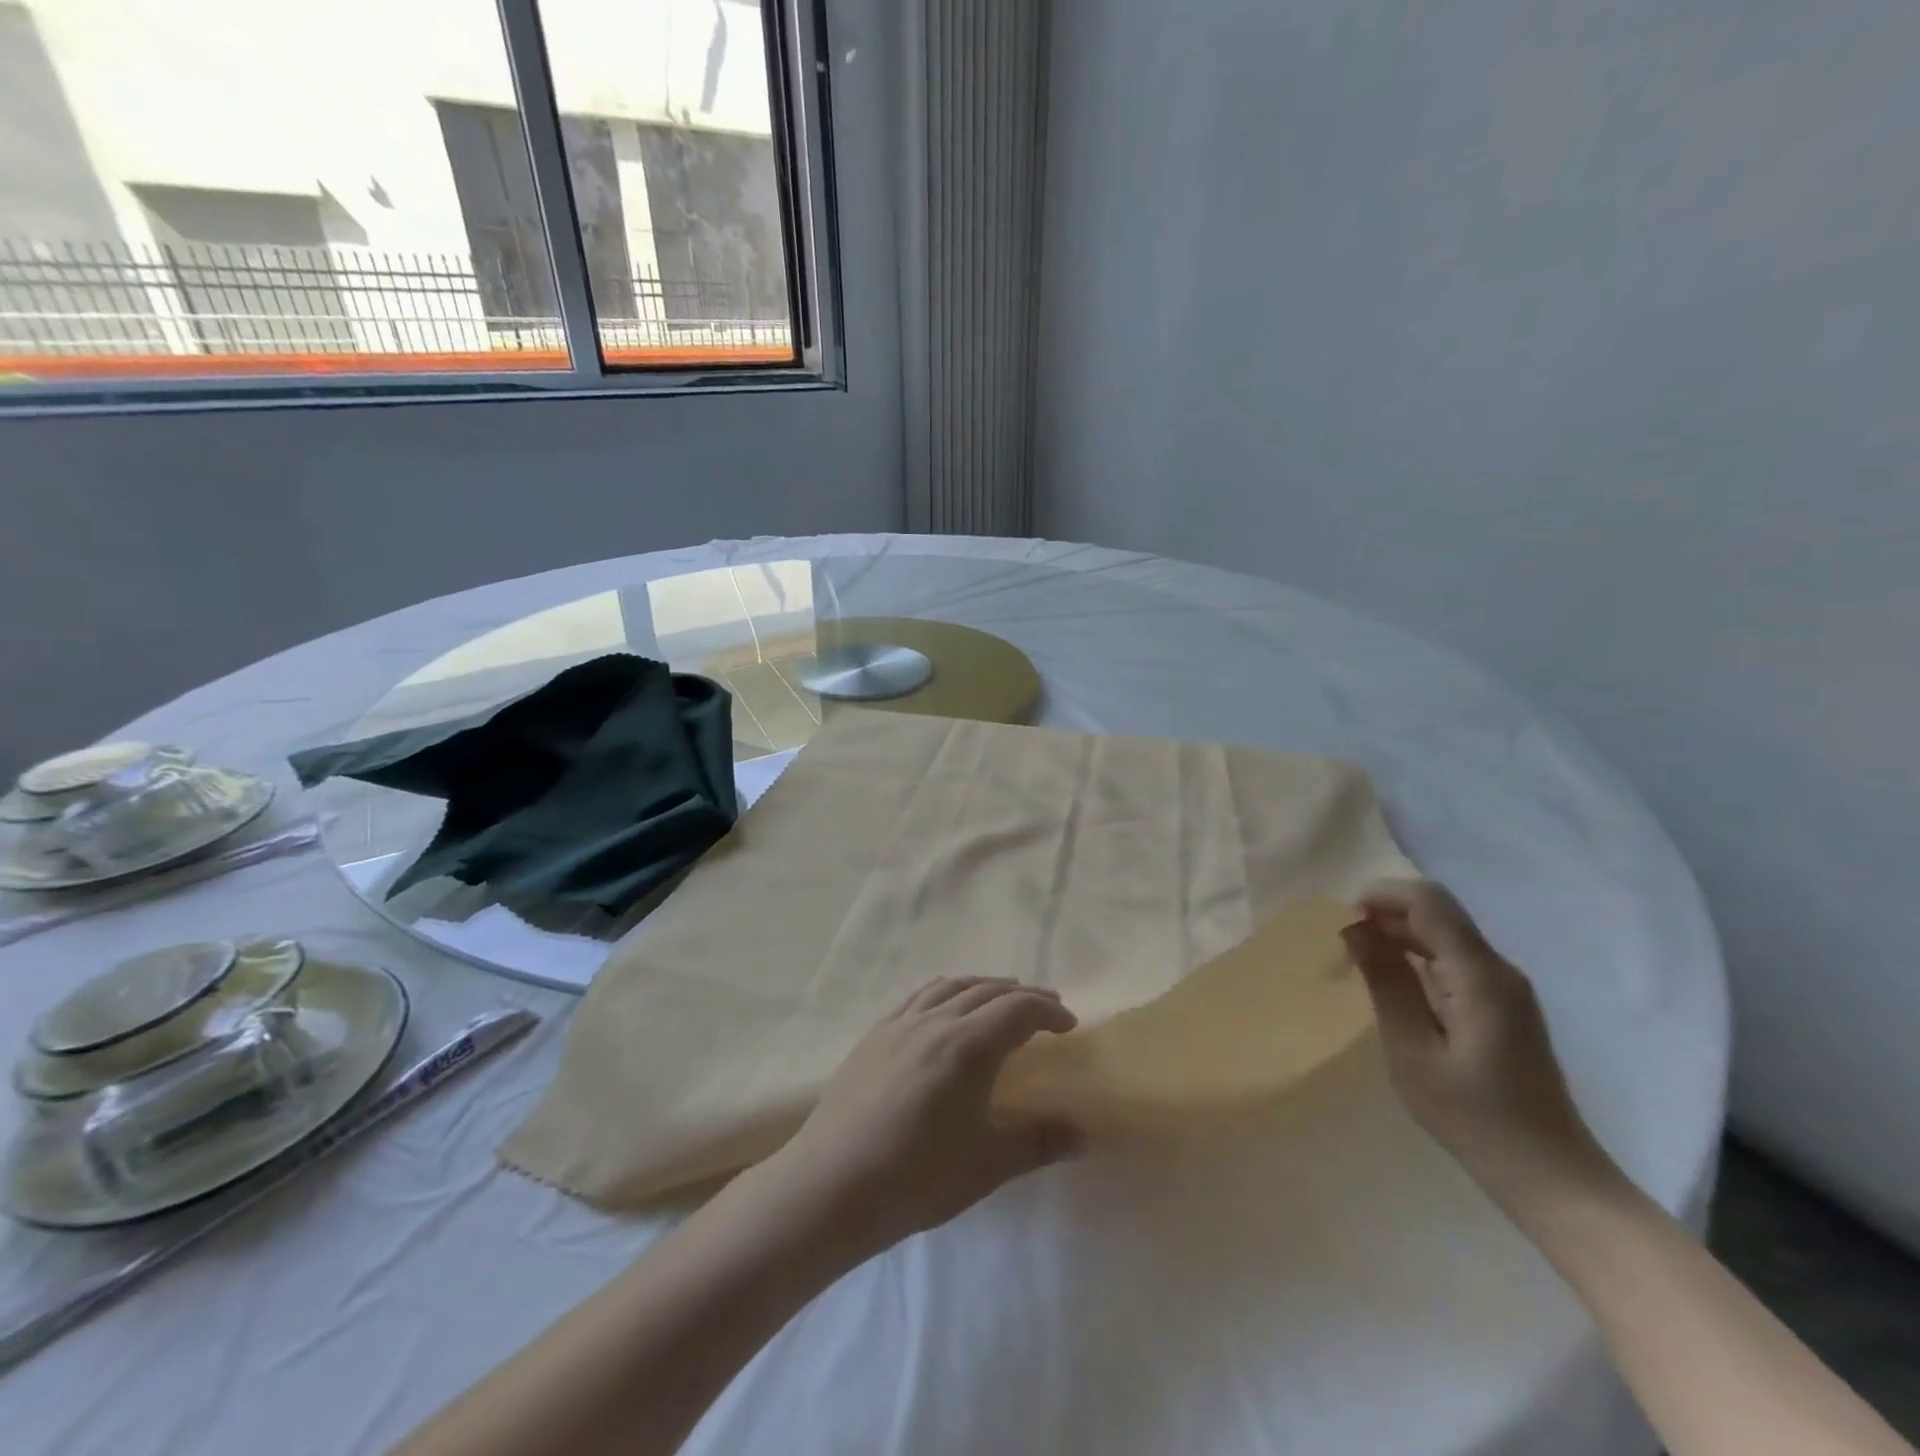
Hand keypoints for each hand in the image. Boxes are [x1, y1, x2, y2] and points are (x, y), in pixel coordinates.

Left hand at [758, 978, 1086, 1264]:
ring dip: (983, 986)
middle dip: (1022, 996)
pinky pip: (918, 997)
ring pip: (951, 987)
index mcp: (970, 1045)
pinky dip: (944, 991)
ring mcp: (901, 1024)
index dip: (1049, 1011)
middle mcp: (937, 1021)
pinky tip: (944, 1006)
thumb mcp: (988, 1164)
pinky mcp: (874, 1035)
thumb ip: (1038, 1143)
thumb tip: (1083, 1136)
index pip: (1020, 1010)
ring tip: (1000, 996)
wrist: (832, 1184)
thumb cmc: (918, 1176)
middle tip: (1045, 1008)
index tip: (1069, 1024)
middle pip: (988, 991)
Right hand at [1344, 879, 1619, 1208]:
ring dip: (1398, 933)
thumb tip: (1356, 929)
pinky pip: (1454, 959)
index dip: (1382, 895)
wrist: (1550, 1177)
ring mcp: (1505, 988)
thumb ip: (1386, 983)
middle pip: (1438, 912)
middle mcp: (1498, 969)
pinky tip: (1392, 981)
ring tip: (1357, 958)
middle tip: (1341, 939)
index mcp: (1480, 976)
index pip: (1430, 902)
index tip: (1341, 917)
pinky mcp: (1503, 1005)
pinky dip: (1416, 955)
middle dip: (1385, 912)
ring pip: (1445, 933)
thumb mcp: (1412, 1051)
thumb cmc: (1473, 1117)